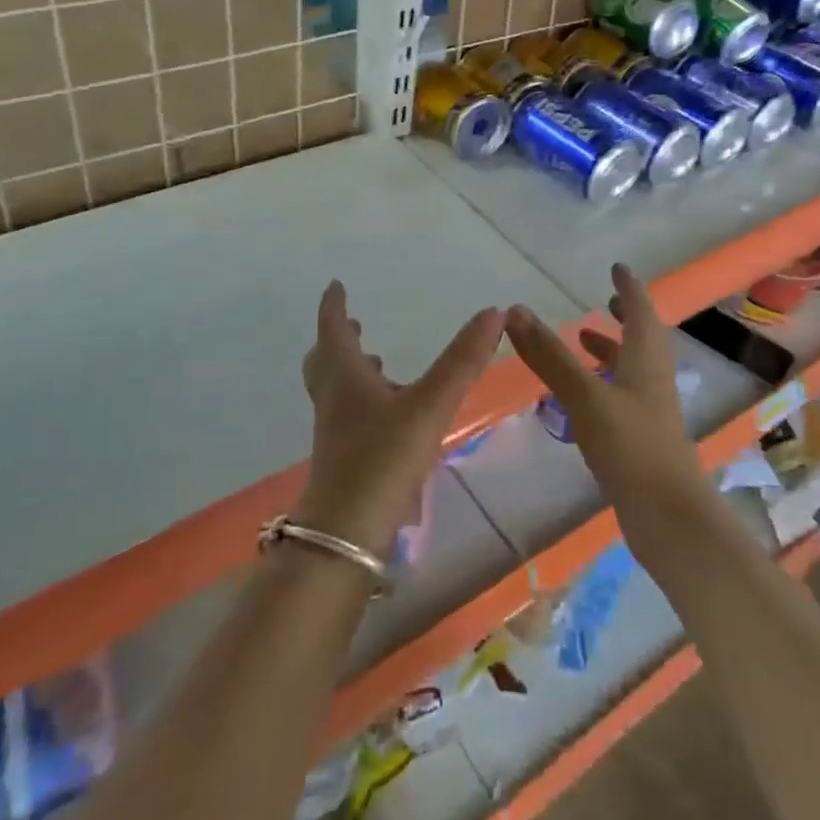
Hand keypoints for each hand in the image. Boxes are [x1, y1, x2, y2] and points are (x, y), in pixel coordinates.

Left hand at [295, 282, 503, 557]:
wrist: (347, 533)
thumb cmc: (383, 458)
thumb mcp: (430, 404)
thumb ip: (462, 360)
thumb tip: (494, 312)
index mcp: (345, 377)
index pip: (332, 329)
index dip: (333, 306)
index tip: (335, 286)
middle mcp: (334, 399)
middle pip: (325, 360)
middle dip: (338, 338)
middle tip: (351, 324)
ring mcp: (334, 431)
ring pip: (335, 389)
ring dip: (350, 369)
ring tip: (375, 363)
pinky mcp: (343, 458)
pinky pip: (347, 415)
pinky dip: (361, 400)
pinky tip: (388, 414)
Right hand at [504, 264, 708, 518]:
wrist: (669, 517)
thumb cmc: (631, 446)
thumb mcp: (585, 395)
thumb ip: (550, 355)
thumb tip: (515, 311)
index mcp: (646, 360)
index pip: (641, 311)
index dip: (629, 288)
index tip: (618, 268)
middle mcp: (653, 380)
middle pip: (642, 338)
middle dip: (625, 317)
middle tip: (606, 302)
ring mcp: (650, 412)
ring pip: (632, 368)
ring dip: (611, 350)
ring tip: (583, 341)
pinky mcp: (642, 439)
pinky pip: (623, 396)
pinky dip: (604, 382)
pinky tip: (582, 397)